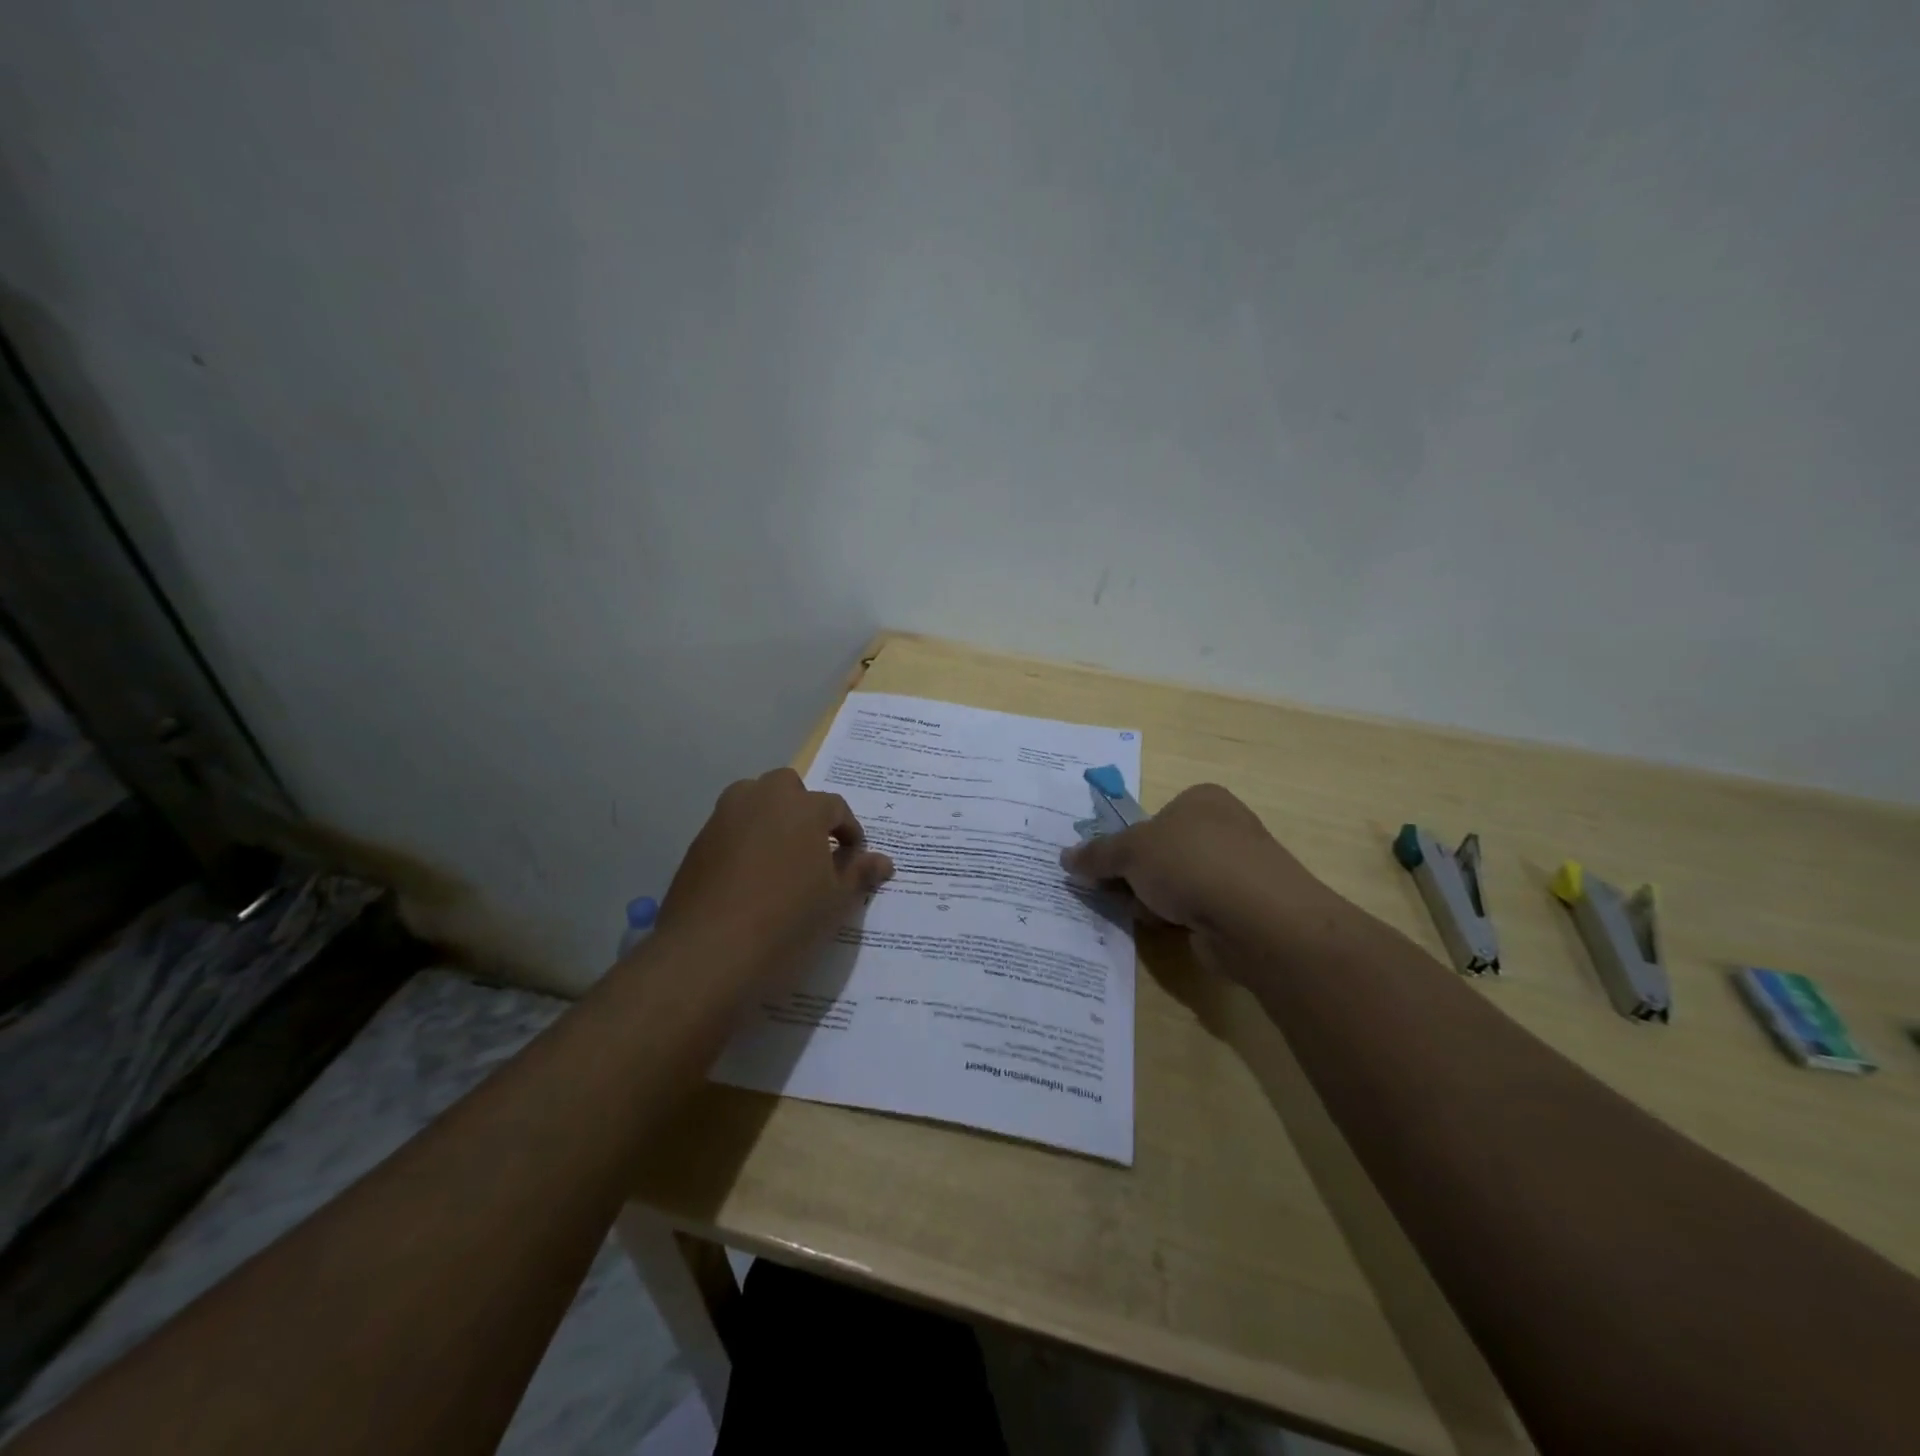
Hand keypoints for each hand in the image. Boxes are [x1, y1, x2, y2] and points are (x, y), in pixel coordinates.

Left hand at [654, 769, 894, 985]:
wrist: (707, 956)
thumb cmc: (786, 924)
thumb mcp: (835, 903)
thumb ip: (858, 874)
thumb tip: (883, 861)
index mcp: (802, 808)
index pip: (835, 807)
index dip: (849, 831)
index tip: (853, 858)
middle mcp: (761, 800)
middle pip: (788, 787)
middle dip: (804, 809)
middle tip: (813, 848)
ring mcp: (723, 819)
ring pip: (752, 802)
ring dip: (770, 819)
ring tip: (781, 861)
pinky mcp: (697, 844)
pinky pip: (729, 830)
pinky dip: (743, 842)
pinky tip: (748, 881)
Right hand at [1059, 783, 1340, 937]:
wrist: (1256, 919)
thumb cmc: (1190, 863)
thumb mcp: (1131, 852)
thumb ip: (1097, 854)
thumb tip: (1065, 857)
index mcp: (1202, 800)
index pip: (1154, 816)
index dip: (1126, 841)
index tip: (1104, 864)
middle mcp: (1224, 828)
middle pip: (1162, 851)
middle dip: (1134, 874)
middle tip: (1111, 891)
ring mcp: (1237, 870)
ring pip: (1176, 883)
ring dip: (1153, 899)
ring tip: (1139, 913)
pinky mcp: (1242, 909)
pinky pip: (1195, 910)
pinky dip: (1177, 919)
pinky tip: (1166, 929)